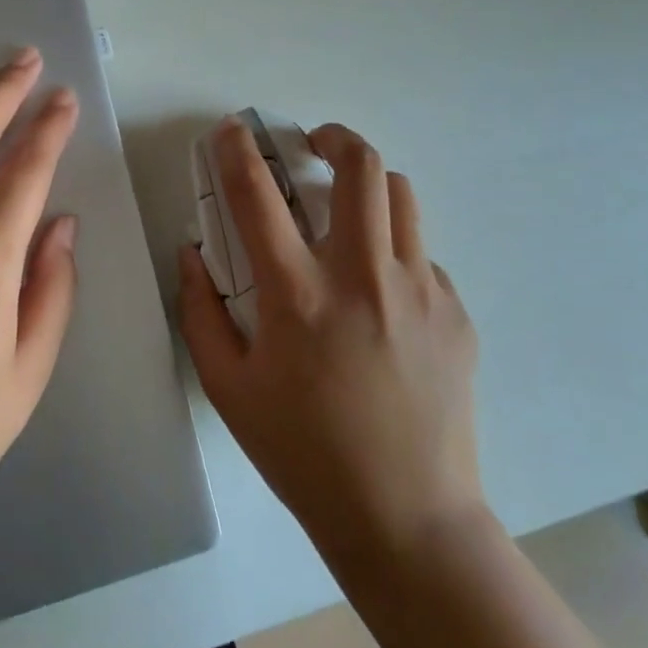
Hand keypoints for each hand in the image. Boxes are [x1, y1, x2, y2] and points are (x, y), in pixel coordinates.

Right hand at [178, 119, 484, 565]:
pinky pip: (421, 253)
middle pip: (358, 165)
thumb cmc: (303, 453)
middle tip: (313, 144)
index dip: (237, 150)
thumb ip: (200, 311)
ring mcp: (419, 290)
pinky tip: (381, 294)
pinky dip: (393, 250)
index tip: (231, 129)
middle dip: (332, 136)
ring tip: (347, 206)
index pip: (257, 194)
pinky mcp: (455, 311)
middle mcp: (362, 276)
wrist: (407, 518)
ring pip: (400, 194)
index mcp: (298, 294)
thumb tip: (192, 253)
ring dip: (367, 183)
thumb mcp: (228, 388)